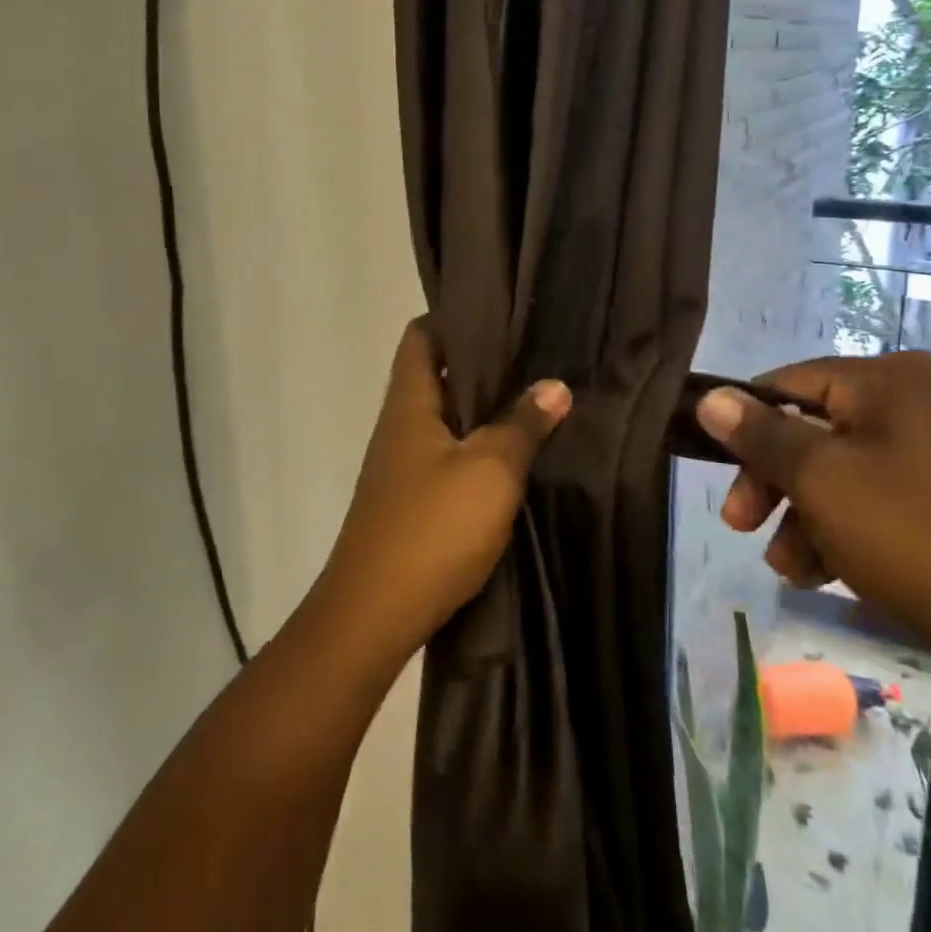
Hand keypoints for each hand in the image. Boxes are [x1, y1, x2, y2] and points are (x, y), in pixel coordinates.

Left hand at [321, 318, 570, 662]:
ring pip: (446, 420)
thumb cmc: (432, 527)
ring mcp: (403, 467)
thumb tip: (555, 385)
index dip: (455, 318)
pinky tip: (514, 459)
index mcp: (410, 404)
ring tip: (534, 400)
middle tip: (534, 357)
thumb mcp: (490, 470)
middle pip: (437, 376)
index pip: (422, 336)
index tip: (501, 315)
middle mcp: (400, 426)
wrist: (374, 616)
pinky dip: (478, 449)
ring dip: (483, 411)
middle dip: (482, 365)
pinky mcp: (412, 503)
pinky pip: (449, 458)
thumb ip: (523, 424)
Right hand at [695, 350, 930, 724]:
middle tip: (743, 530)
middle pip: (820, 430)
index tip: (720, 481)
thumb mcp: (825, 483)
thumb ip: (762, 435)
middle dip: (778, 484)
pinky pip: (892, 501)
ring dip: (811, 517)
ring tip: (796, 572)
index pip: (790, 383)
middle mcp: (926, 400)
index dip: (746, 427)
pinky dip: (856, 531)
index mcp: (893, 379)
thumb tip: (710, 397)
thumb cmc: (924, 541)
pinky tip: (838, 576)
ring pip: (853, 472)